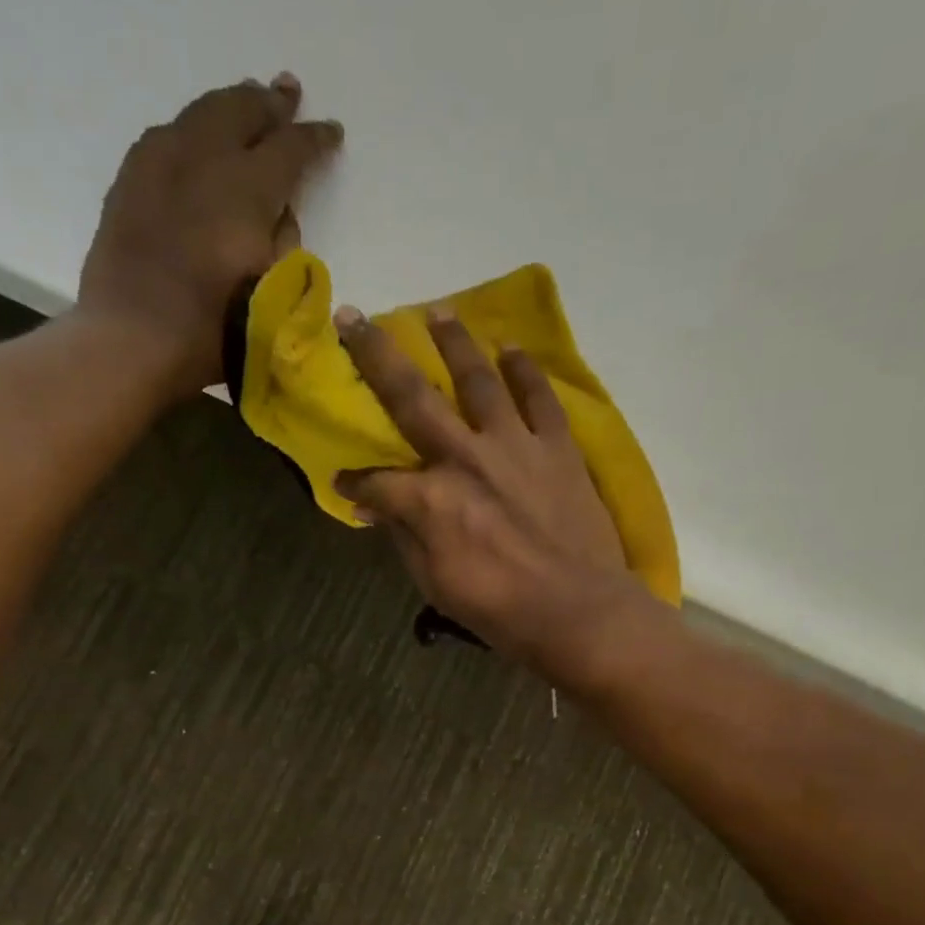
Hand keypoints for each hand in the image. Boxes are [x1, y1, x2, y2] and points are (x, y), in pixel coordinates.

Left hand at [76, 74, 342, 393]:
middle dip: (269, 104)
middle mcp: (203, 160)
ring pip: (201, 114)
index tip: (331, 132)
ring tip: (246, 102)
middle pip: (241, 112)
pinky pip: (166, 135)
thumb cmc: (211, 334)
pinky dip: (192, 128)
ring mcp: (159, 163)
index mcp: (246, 191)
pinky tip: (196, 137)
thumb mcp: (271, 297)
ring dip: (230, 106)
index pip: (289, 150)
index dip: (313, 139)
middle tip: (288, 94)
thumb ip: (283, 246)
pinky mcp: (130, 181)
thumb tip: (278, 215)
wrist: (132, 341)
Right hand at [334, 306, 666, 683]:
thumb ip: (405, 538)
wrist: (579, 612)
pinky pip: (540, 398)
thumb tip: (376, 508)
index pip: (376, 482)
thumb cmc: (501, 611)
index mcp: (431, 499)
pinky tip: (512, 349)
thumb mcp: (436, 586)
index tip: (344, 483)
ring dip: (455, 342)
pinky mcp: (558, 448)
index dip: (355, 483)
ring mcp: (516, 446)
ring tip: (438, 312)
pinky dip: (526, 371)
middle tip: (354, 316)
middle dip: (376, 355)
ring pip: (478, 379)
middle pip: (412, 397)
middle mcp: (466, 457)